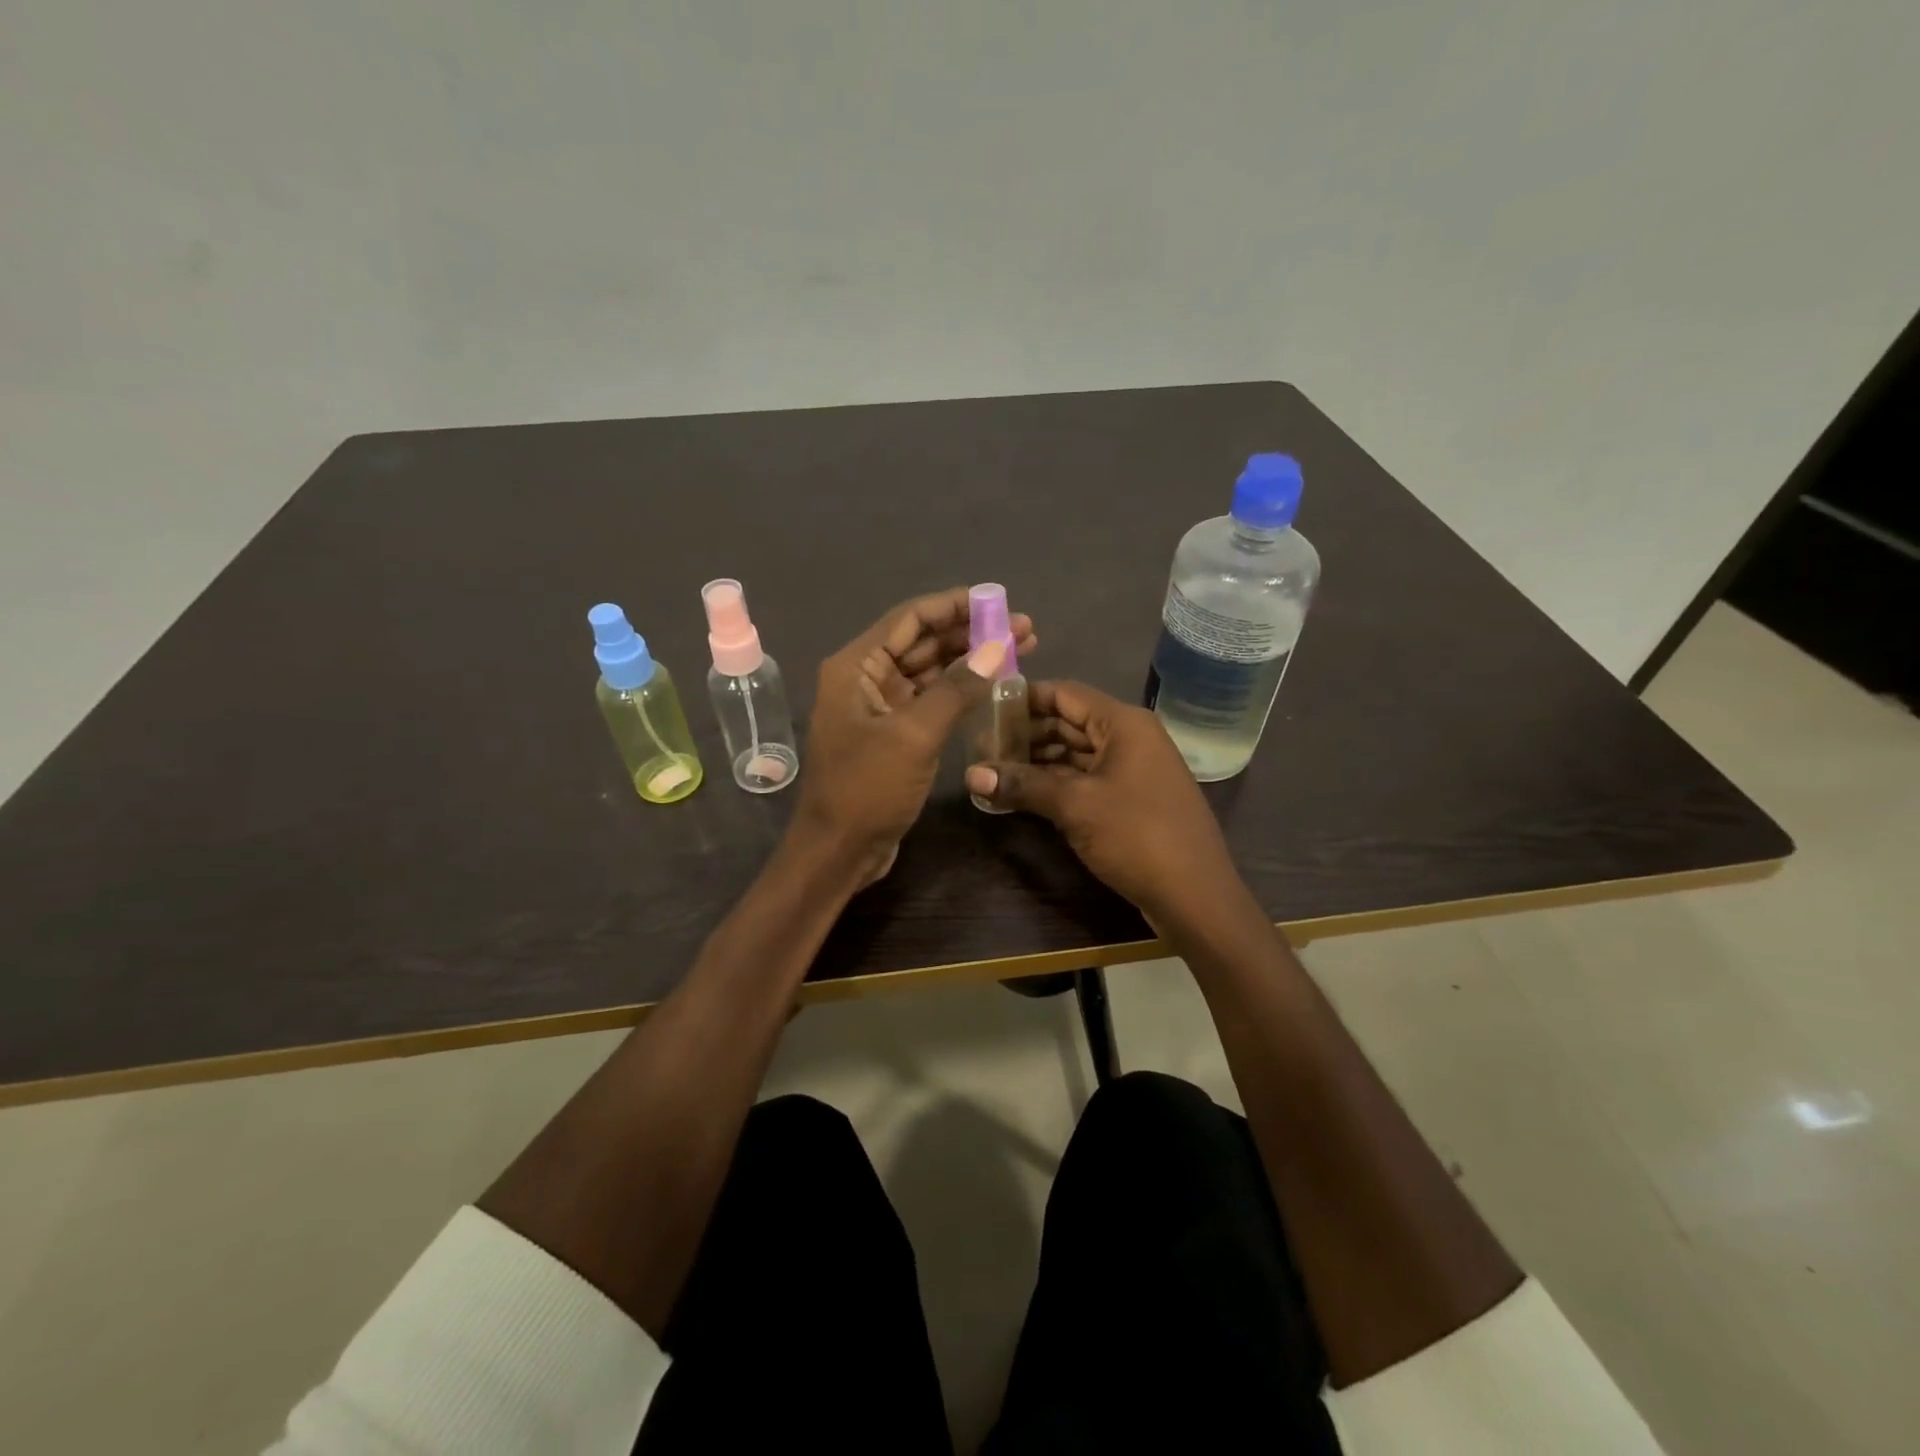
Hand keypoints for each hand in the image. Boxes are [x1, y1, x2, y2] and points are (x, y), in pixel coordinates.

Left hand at [795, 588, 1037, 885]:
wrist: (839, 851)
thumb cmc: (867, 789)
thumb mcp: (914, 735)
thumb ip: (957, 688)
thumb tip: (998, 647)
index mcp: (856, 666)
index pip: (910, 618)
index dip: (955, 605)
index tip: (999, 601)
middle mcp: (865, 678)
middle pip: (923, 641)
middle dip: (972, 633)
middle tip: (1024, 628)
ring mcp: (880, 707)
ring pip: (930, 670)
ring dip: (971, 660)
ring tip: (1021, 650)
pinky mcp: (894, 733)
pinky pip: (931, 699)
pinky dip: (960, 690)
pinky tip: (993, 684)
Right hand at [963, 681, 1240, 929]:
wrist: (1195, 896)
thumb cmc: (1136, 835)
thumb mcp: (1075, 806)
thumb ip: (1022, 784)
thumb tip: (971, 775)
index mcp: (1123, 723)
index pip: (1065, 693)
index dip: (1024, 698)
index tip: (985, 708)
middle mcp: (1130, 737)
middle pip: (1069, 721)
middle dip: (1026, 733)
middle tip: (982, 746)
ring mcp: (1133, 769)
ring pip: (1076, 753)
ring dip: (1038, 761)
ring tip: (994, 770)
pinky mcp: (1131, 799)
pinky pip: (1086, 778)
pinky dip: (1056, 783)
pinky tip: (1023, 794)